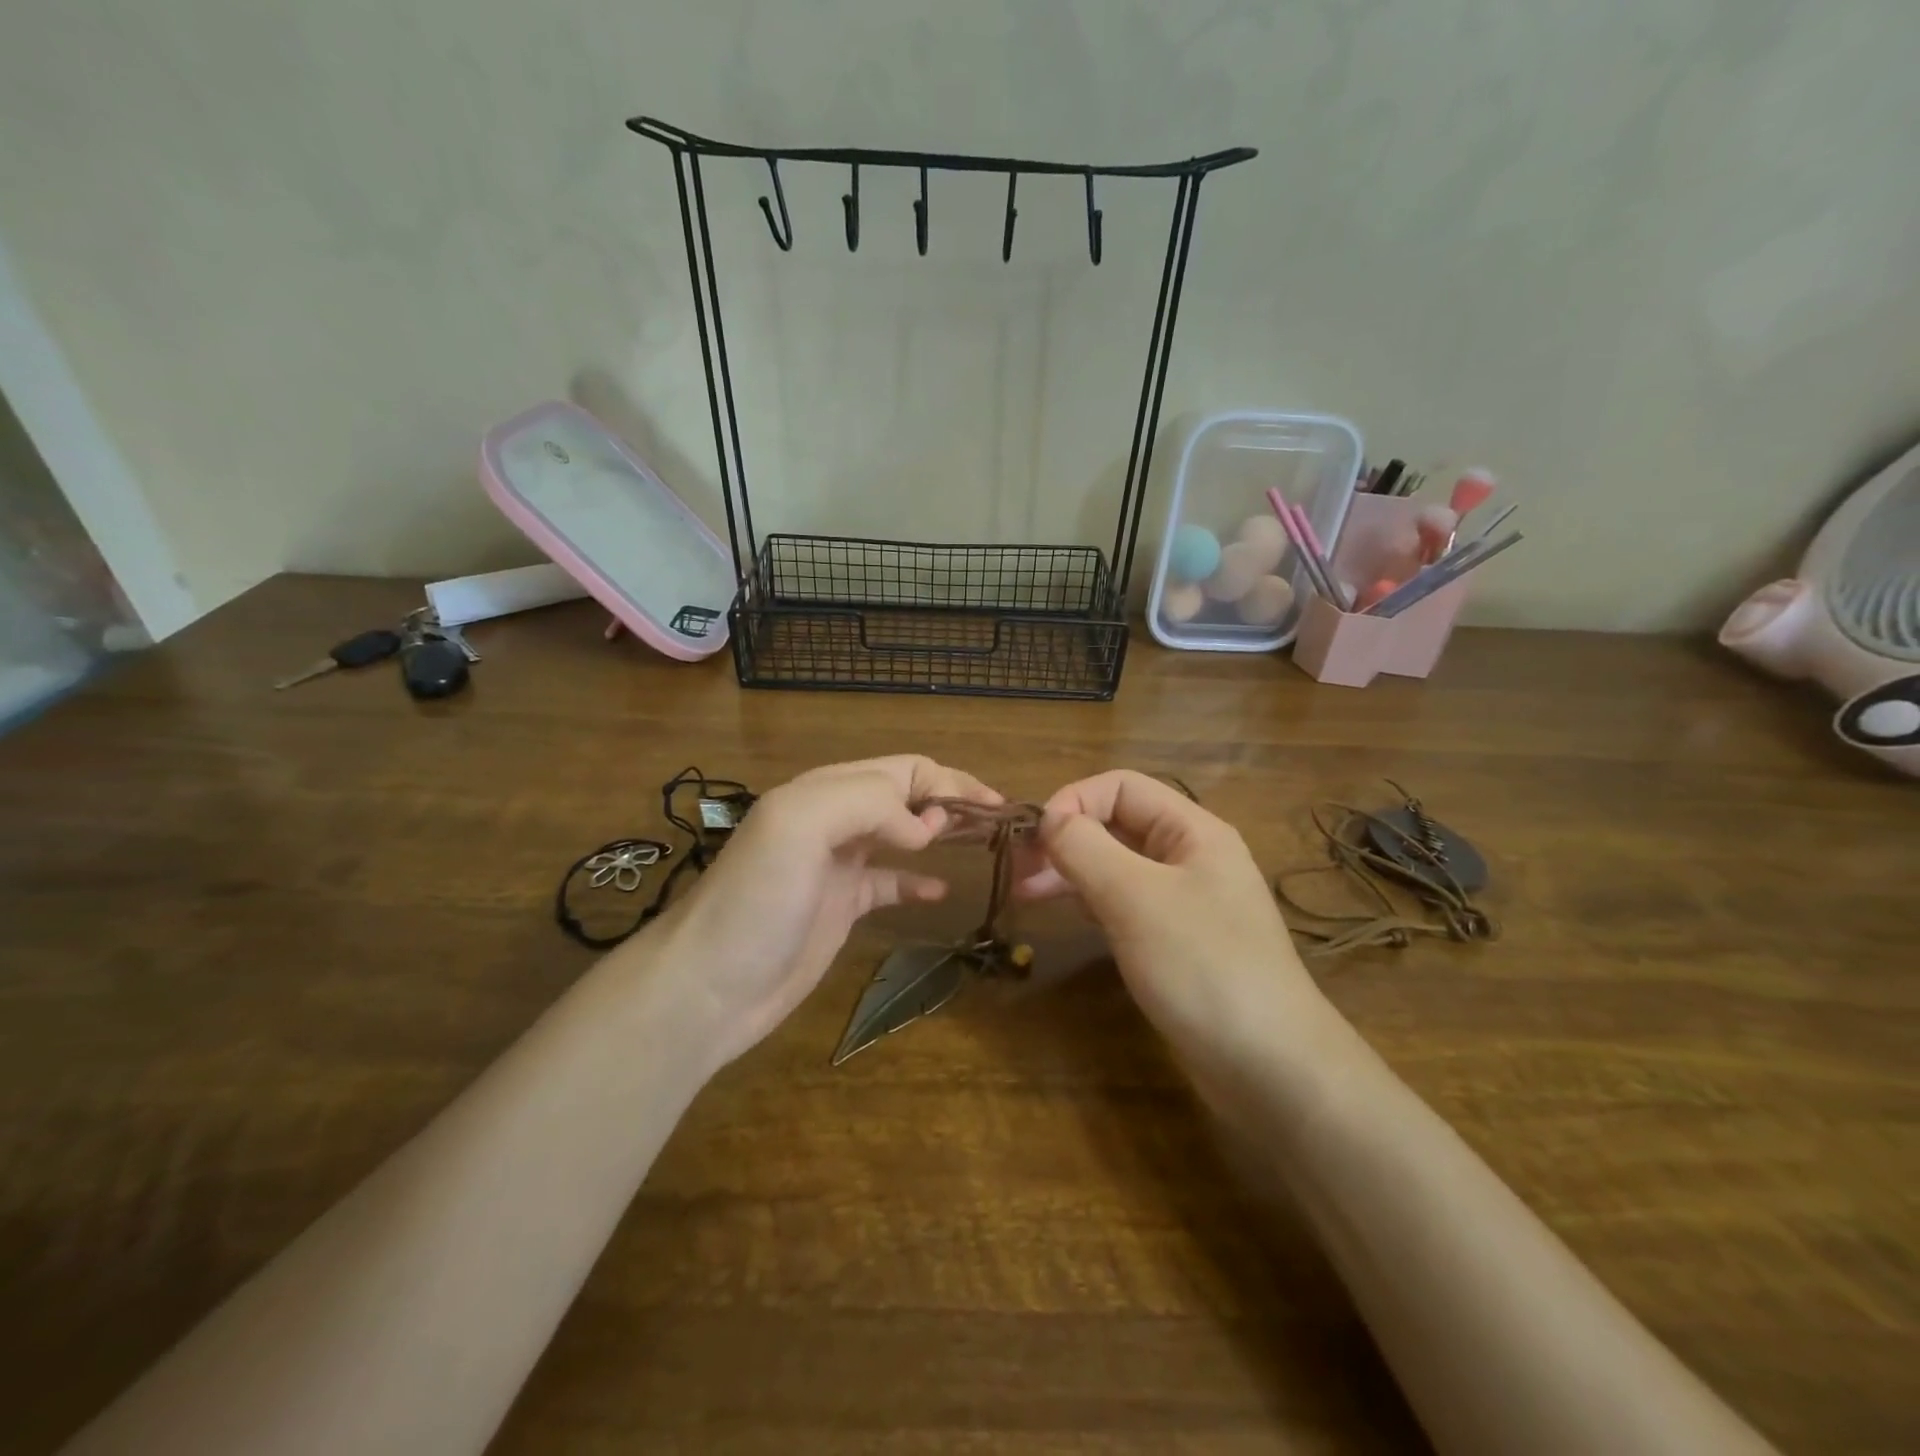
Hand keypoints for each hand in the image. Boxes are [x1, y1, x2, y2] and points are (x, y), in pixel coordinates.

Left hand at [643, 756, 1000, 1067]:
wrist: (707, 986)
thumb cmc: (755, 900)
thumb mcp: (800, 825)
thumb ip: (866, 803)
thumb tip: (923, 828)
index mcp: (826, 791)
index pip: (902, 769)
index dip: (949, 780)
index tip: (992, 807)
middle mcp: (834, 820)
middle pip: (905, 796)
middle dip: (950, 801)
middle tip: (997, 822)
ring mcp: (837, 866)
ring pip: (900, 835)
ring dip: (939, 833)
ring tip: (981, 844)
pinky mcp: (839, 907)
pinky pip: (888, 882)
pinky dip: (917, 881)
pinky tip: (940, 890)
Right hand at [1014, 770, 1328, 1076]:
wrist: (1271, 1068)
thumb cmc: (1203, 968)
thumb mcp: (1136, 899)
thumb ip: (1086, 849)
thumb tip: (1048, 818)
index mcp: (1192, 831)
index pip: (1121, 787)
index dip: (1074, 801)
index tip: (1034, 839)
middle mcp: (1190, 856)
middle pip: (1117, 824)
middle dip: (1066, 839)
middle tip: (1017, 870)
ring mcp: (1184, 901)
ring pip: (1117, 865)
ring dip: (1071, 870)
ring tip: (1024, 894)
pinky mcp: (1175, 941)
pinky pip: (1125, 903)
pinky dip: (1091, 901)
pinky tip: (1065, 914)